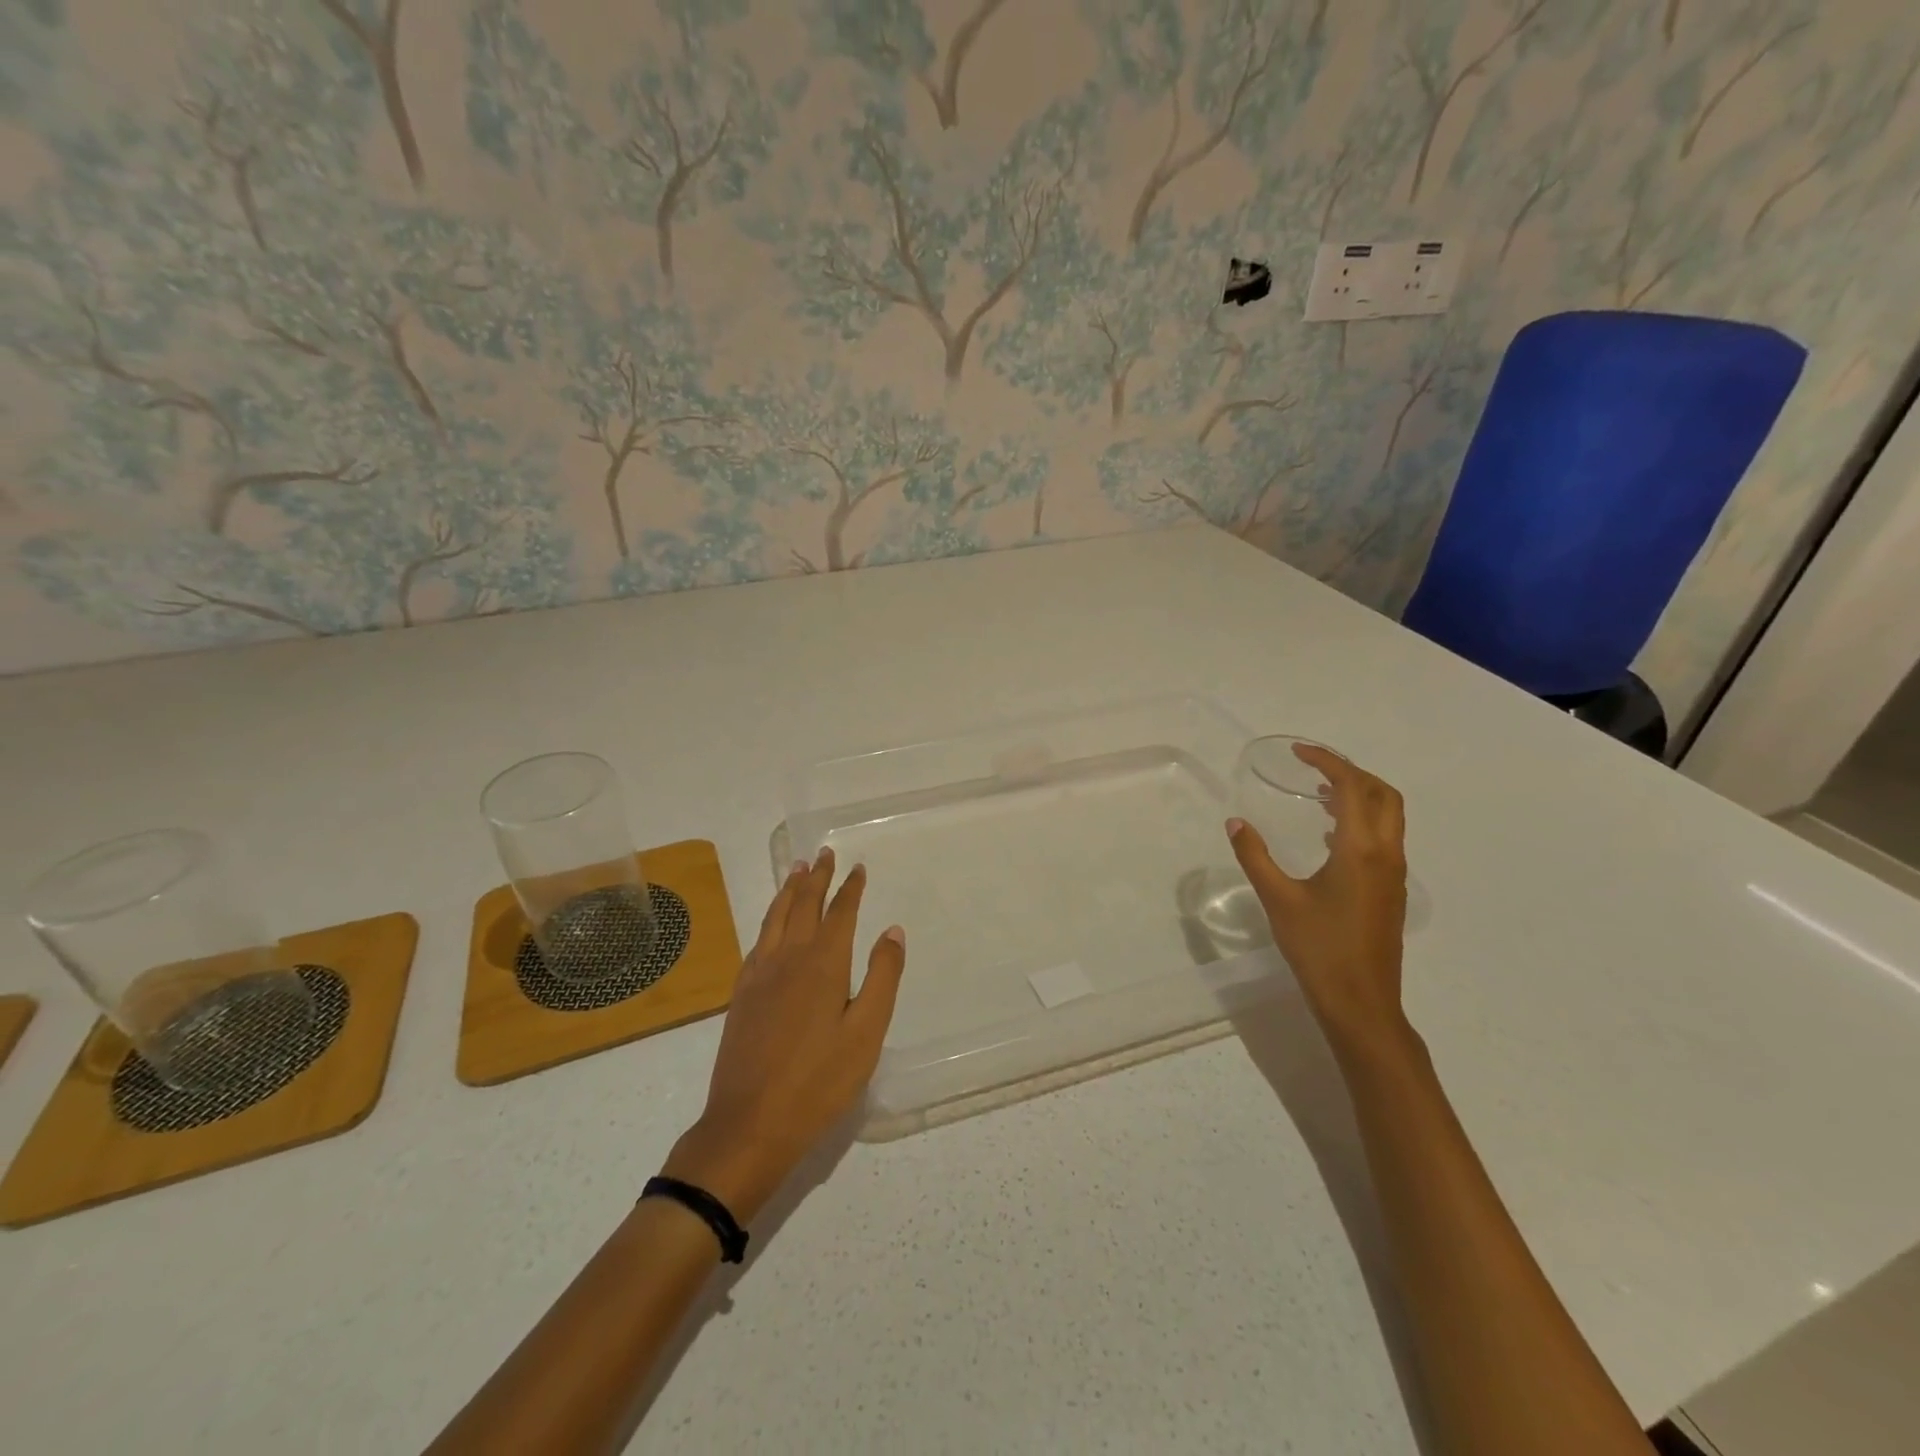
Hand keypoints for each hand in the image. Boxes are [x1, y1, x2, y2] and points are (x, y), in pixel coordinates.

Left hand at [662, 848, 905, 1221]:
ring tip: (797, 870)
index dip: (850, 888)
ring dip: (789, 890)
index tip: (857, 867)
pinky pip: (758, 940)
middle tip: (824, 854)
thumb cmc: (819, 1082)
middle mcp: (788, 958)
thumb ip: (882, 978)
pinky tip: (772, 923)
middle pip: (803, 905)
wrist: (749, 1124)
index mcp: (823, 964)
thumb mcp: (866, 1033)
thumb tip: (893, 931)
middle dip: (817, 878)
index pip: (839, 913)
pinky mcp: (742, 994)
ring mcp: (759, 975)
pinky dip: (770, 918)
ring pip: (775, 917)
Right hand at [1227, 744, 1409, 1056]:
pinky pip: (1384, 838)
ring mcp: (1394, 874)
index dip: (1329, 763)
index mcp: (1361, 849)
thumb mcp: (1278, 899)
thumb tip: (1235, 823)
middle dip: (1352, 773)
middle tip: (1314, 769)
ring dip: (1359, 796)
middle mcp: (1386, 854)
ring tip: (1319, 795)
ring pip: (1388, 817)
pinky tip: (1329, 836)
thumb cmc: (1319, 947)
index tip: (1300, 752)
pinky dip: (1362, 821)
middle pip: (1383, 794)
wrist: (1361, 1002)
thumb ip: (1255, 856)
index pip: (1353, 788)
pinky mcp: (1392, 890)